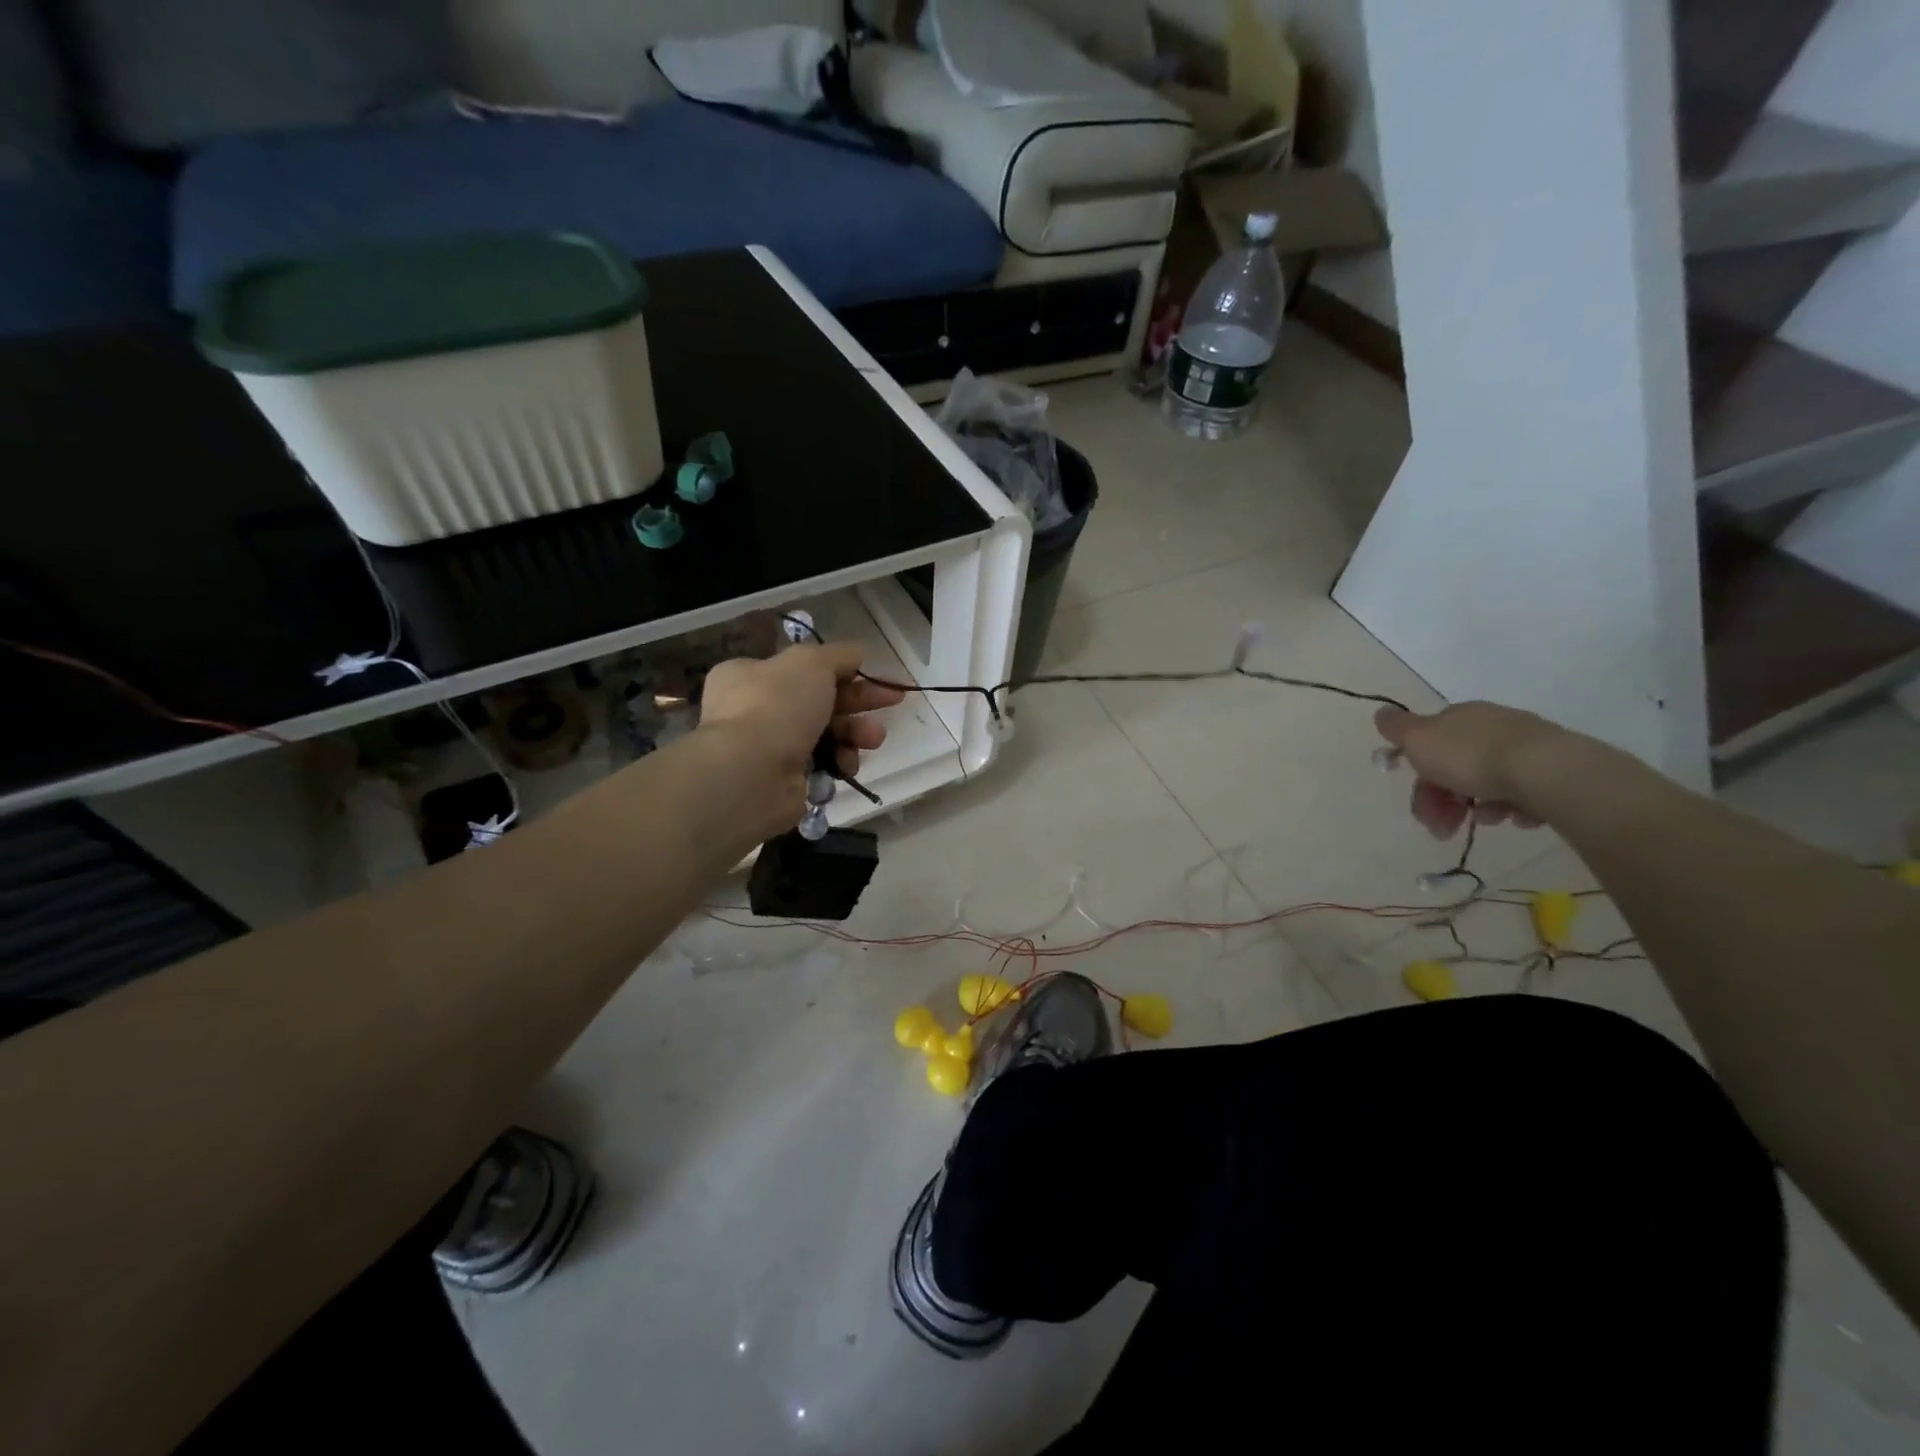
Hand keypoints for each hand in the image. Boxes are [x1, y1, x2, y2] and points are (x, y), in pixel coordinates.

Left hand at [697, 643, 905, 837]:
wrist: (751, 774)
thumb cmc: (777, 706)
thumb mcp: (811, 662)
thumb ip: (839, 655)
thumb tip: (857, 653)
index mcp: (751, 675)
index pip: (803, 668)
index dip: (843, 669)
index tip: (875, 674)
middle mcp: (756, 710)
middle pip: (820, 701)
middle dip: (859, 703)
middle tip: (893, 701)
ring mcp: (770, 748)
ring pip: (826, 735)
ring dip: (855, 734)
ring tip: (873, 739)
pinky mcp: (785, 781)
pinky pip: (823, 767)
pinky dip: (839, 764)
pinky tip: (846, 765)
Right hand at [1374, 702, 1567, 839]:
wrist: (1544, 771)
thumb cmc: (1470, 755)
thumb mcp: (1419, 739)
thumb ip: (1397, 728)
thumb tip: (1382, 713)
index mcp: (1459, 718)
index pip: (1429, 746)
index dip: (1419, 777)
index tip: (1418, 804)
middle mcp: (1491, 727)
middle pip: (1455, 769)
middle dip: (1443, 801)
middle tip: (1443, 829)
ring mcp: (1524, 749)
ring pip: (1487, 783)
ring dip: (1478, 807)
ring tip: (1488, 821)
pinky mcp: (1552, 771)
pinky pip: (1522, 793)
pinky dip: (1512, 807)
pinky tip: (1515, 816)